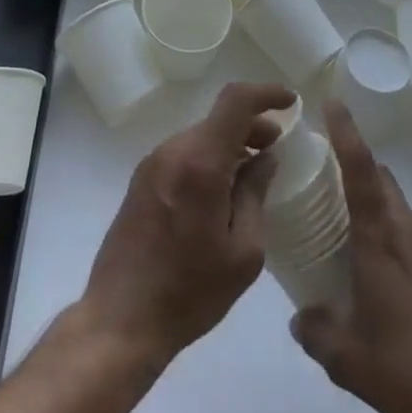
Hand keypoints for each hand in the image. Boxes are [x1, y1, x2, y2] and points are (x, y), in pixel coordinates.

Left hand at [78, 81, 295, 369]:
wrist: (121, 319)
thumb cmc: (190, 292)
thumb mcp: (243, 253)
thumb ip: (255, 195)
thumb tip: (265, 158)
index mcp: (201, 162)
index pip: (235, 101)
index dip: (265, 93)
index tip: (289, 102)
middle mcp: (174, 150)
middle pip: (218, 118)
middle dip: (251, 125)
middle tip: (276, 149)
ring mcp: (154, 162)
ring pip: (201, 135)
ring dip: (230, 143)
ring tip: (251, 174)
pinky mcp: (142, 178)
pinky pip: (184, 153)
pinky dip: (209, 157)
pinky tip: (221, 191)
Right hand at [291, 102, 411, 412]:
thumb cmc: (408, 368)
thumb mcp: (348, 360)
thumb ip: (316, 332)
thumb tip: (298, 318)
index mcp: (380, 240)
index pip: (361, 170)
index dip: (347, 132)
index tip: (332, 102)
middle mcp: (408, 233)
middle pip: (381, 178)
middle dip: (356, 163)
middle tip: (325, 173)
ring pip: (398, 206)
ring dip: (374, 203)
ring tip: (348, 229)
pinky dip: (393, 235)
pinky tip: (382, 275)